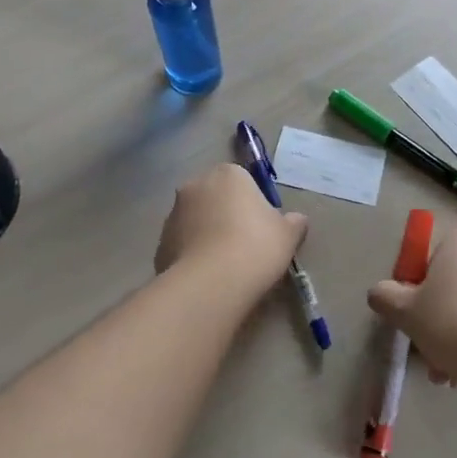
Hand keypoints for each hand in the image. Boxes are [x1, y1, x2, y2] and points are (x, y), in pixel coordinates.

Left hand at [154, 163, 307, 300]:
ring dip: (206, 234)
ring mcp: (173, 213)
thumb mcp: (288, 235)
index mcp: (228, 174)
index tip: (262, 228)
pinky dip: (192, 255)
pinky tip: (207, 277)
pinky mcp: (160, 242)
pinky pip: (182, 244)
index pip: (242, 181)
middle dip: (225, 215)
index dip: (253, 204)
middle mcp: (196, 185)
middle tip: (244, 245)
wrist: (211, 283)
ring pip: (196, 220)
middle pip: (215, 197)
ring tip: (224, 266)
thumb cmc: (255, 247)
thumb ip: (293, 222)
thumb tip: (296, 220)